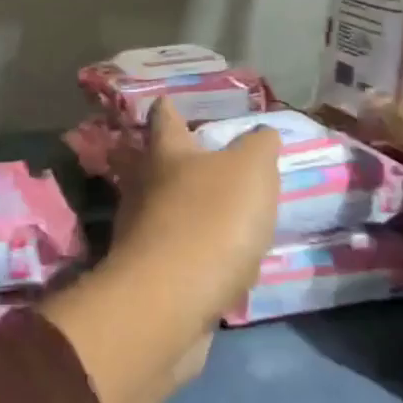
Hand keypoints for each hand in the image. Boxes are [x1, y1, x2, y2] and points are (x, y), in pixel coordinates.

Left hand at [110, 100, 281, 324]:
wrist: (171, 302)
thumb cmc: (211, 220)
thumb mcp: (251, 171)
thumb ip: (258, 147)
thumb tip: (261, 133)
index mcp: (166, 154)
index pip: (164, 120)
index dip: (169, 108)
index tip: (167, 100)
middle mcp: (144, 188)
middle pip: (154, 166)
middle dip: (174, 161)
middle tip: (199, 157)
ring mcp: (141, 233)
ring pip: (162, 210)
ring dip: (184, 208)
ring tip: (216, 210)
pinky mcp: (149, 275)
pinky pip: (173, 253)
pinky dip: (191, 251)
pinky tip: (215, 260)